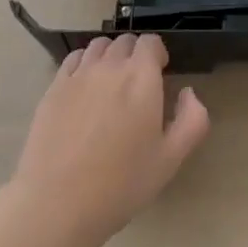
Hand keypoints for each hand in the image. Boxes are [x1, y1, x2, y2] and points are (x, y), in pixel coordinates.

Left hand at [10, 34, 209, 245]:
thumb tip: (188, 93)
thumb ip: (192, 120)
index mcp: (141, 77)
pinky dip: (83, 64)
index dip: (157, 55)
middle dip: (134, 55)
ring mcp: (79, 74)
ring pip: (99, 46)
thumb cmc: (121, 184)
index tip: (159, 76)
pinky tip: (84, 89)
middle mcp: (110, 66)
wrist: (58, 204)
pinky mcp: (54, 88)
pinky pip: (73, 59)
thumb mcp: (170, 160)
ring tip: (109, 84)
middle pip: (125, 41)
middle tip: (135, 86)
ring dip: (109, 56)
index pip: (151, 42)